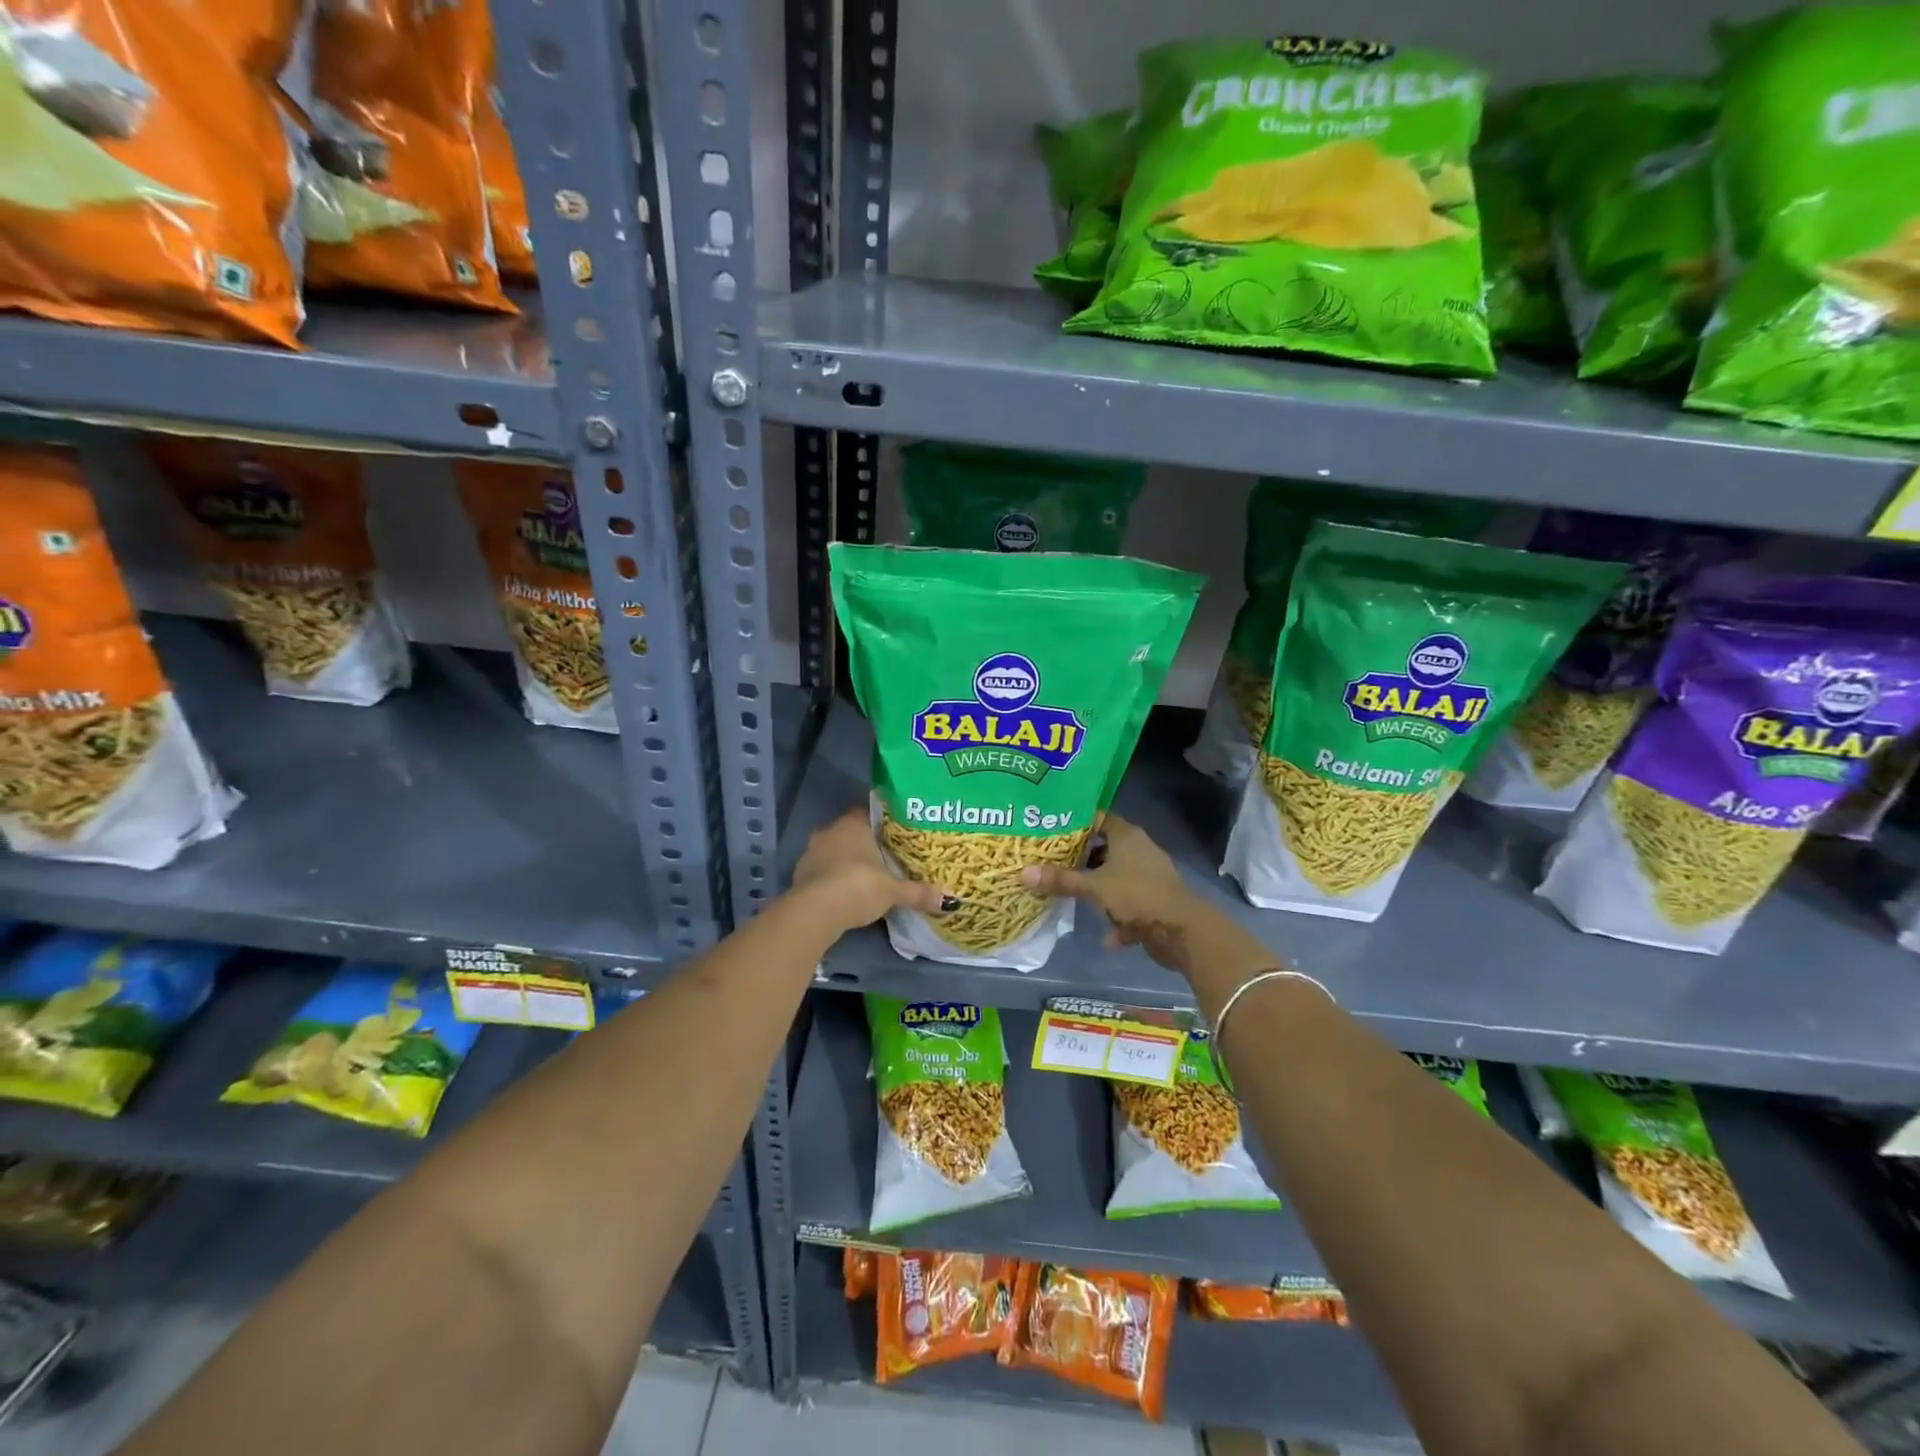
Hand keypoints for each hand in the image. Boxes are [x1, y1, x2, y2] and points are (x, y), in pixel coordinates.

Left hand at [791, 808, 953, 932]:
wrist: (815, 911)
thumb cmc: (859, 887)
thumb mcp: (893, 891)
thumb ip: (918, 893)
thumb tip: (950, 901)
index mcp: (852, 824)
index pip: (867, 813)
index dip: (880, 824)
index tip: (893, 836)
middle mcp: (829, 831)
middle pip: (849, 832)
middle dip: (863, 844)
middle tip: (883, 858)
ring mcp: (810, 852)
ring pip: (832, 851)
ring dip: (844, 861)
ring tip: (864, 877)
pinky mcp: (799, 874)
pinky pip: (820, 871)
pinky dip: (831, 879)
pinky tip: (843, 893)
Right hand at [1020, 815, 1200, 970]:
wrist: (1182, 931)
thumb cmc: (1137, 896)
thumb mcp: (1094, 887)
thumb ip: (1061, 880)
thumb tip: (1023, 873)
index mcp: (1127, 836)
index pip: (1098, 818)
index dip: (1075, 823)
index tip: (1050, 829)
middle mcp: (1140, 850)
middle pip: (1104, 848)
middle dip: (1081, 859)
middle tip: (1051, 863)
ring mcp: (1149, 876)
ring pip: (1116, 877)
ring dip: (1099, 890)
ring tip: (1072, 896)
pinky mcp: (1155, 901)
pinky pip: (1129, 904)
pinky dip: (1118, 918)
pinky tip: (1107, 935)